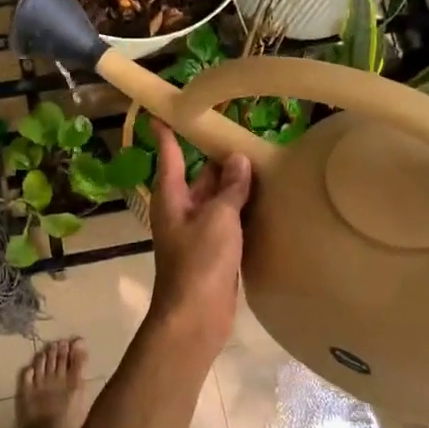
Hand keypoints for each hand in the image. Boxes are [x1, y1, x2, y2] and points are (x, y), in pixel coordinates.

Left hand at [148, 126, 251, 357]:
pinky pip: (227, 221)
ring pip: (216, 198)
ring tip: (262, 160)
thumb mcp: (218, 218)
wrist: (196, 316)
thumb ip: (231, 188)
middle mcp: (181, 209)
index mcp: (171, 196)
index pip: (170, 155)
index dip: (167, 133)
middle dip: (218, 158)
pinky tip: (264, 200)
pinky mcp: (213, 251)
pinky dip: (242, 209)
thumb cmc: (200, 261)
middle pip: (200, 176)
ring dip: (234, 184)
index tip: (164, 111)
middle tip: (245, 133)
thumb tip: (239, 159)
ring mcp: (197, 231)